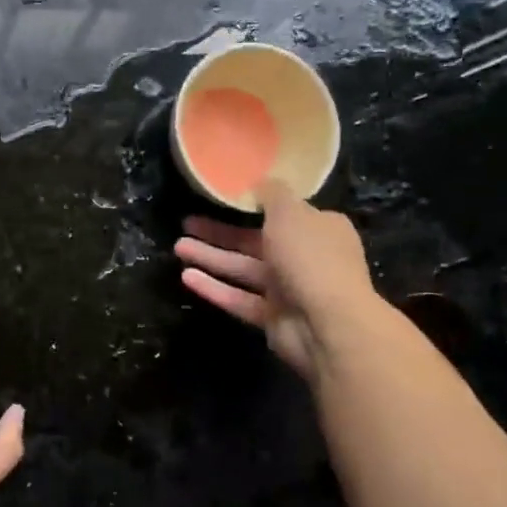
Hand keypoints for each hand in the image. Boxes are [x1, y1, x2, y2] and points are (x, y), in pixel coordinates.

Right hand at [174, 179, 376, 377]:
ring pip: (243, 269)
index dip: (254, 204)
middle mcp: (306, 257)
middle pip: (255, 241)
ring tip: (178, 247)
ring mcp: (289, 290)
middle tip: (187, 222)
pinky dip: (215, 288)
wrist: (328, 323)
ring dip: (211, 258)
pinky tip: (186, 277)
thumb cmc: (310, 257)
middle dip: (221, 232)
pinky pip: (239, 298)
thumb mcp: (290, 212)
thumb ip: (272, 194)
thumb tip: (260, 183)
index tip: (225, 197)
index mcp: (319, 228)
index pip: (285, 212)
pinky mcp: (273, 318)